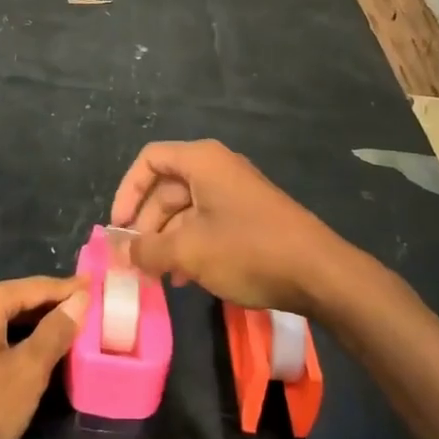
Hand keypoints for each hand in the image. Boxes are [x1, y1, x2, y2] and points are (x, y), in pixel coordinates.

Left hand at [0, 276, 87, 438]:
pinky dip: (15, 341)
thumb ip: (55, 332)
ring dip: (35, 326)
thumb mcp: (28, 371)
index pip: (36, 287)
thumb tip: (79, 300)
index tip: (99, 287)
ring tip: (70, 332)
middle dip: (53, 306)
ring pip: (4, 320)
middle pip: (18, 299)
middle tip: (91, 311)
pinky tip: (35, 355)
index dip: (69, 289)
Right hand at [110, 140, 352, 315]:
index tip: (118, 227)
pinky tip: (185, 278)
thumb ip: (148, 249)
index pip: (150, 160)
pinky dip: (190, 245)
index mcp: (202, 161)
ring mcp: (236, 193)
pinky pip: (207, 223)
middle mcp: (218, 168)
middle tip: (135, 260)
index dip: (127, 191)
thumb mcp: (189, 251)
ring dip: (166, 240)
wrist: (319, 273)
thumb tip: (122, 252)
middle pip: (166, 187)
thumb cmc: (248, 250)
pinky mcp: (250, 217)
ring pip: (186, 210)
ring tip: (157, 276)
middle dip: (146, 224)